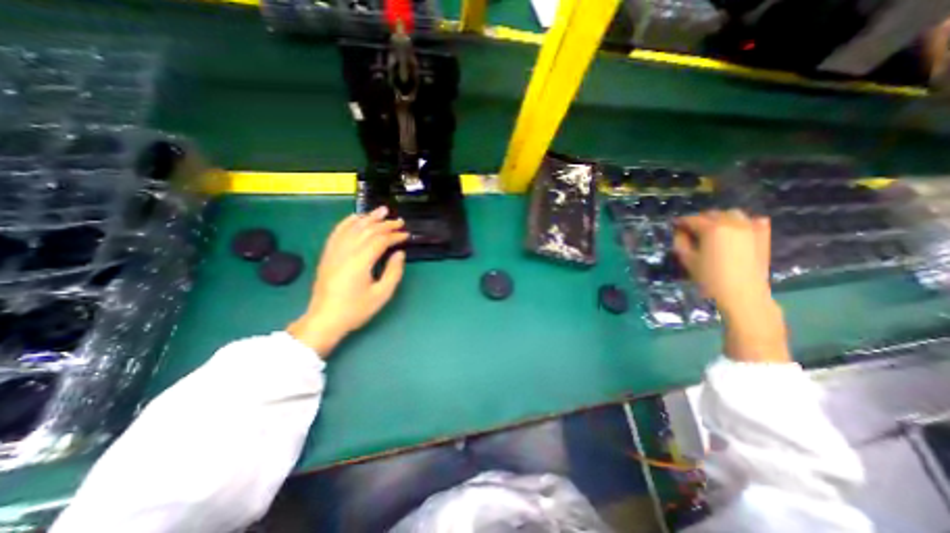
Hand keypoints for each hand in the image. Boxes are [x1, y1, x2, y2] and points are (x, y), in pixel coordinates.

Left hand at [290, 206, 407, 357]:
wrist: (324, 319)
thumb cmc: (355, 309)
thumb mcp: (381, 294)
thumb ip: (393, 272)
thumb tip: (399, 253)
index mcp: (360, 262)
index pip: (380, 240)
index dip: (395, 235)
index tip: (406, 235)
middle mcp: (346, 252)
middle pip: (367, 230)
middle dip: (385, 224)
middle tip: (399, 221)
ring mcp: (334, 251)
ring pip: (353, 227)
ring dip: (368, 218)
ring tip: (381, 211)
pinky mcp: (328, 254)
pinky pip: (337, 232)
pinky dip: (348, 222)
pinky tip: (356, 217)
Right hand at [672, 211, 790, 363]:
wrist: (742, 294)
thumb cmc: (710, 278)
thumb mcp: (687, 259)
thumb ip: (680, 242)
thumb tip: (680, 232)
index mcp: (712, 228)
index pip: (692, 219)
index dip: (681, 222)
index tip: (674, 225)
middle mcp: (732, 223)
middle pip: (712, 214)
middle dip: (699, 219)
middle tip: (690, 230)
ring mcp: (751, 228)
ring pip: (732, 214)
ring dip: (719, 219)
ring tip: (712, 230)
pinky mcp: (763, 236)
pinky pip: (753, 220)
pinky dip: (743, 222)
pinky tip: (736, 231)